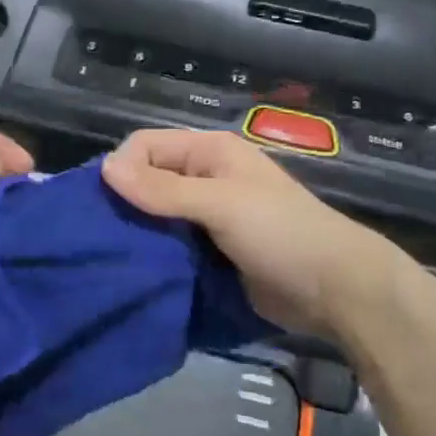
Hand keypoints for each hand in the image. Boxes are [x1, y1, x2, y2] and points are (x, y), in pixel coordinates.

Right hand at [101, 128, 392, 336]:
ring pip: (154, 217)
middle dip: (123, 205)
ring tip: (112, 258)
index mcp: (208, 153)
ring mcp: (206, 217)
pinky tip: (136, 271)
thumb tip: (104, 167)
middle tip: (100, 238)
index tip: (103, 207)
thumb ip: (163, 189)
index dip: (122, 169)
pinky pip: (168, 246)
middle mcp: (203, 178)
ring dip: (136, 234)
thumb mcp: (221, 204)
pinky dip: (152, 255)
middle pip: (146, 181)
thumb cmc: (281, 234)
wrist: (334, 290)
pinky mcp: (207, 252)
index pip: (144, 146)